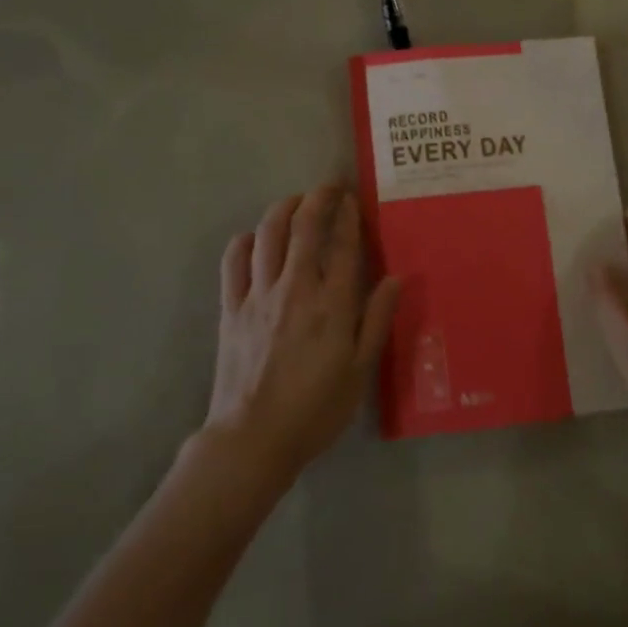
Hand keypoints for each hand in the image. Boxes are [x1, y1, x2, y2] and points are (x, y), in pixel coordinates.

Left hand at [208, 185, 401, 484]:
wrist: (253, 439)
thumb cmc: (315, 410)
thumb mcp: (360, 372)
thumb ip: (376, 320)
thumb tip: (396, 278)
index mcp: (332, 305)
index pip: (344, 246)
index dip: (349, 216)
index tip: (353, 199)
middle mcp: (295, 288)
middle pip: (304, 226)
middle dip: (318, 198)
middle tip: (328, 187)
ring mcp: (258, 295)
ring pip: (268, 234)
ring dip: (283, 209)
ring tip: (295, 202)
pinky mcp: (231, 308)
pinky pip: (234, 261)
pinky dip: (245, 241)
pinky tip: (254, 238)